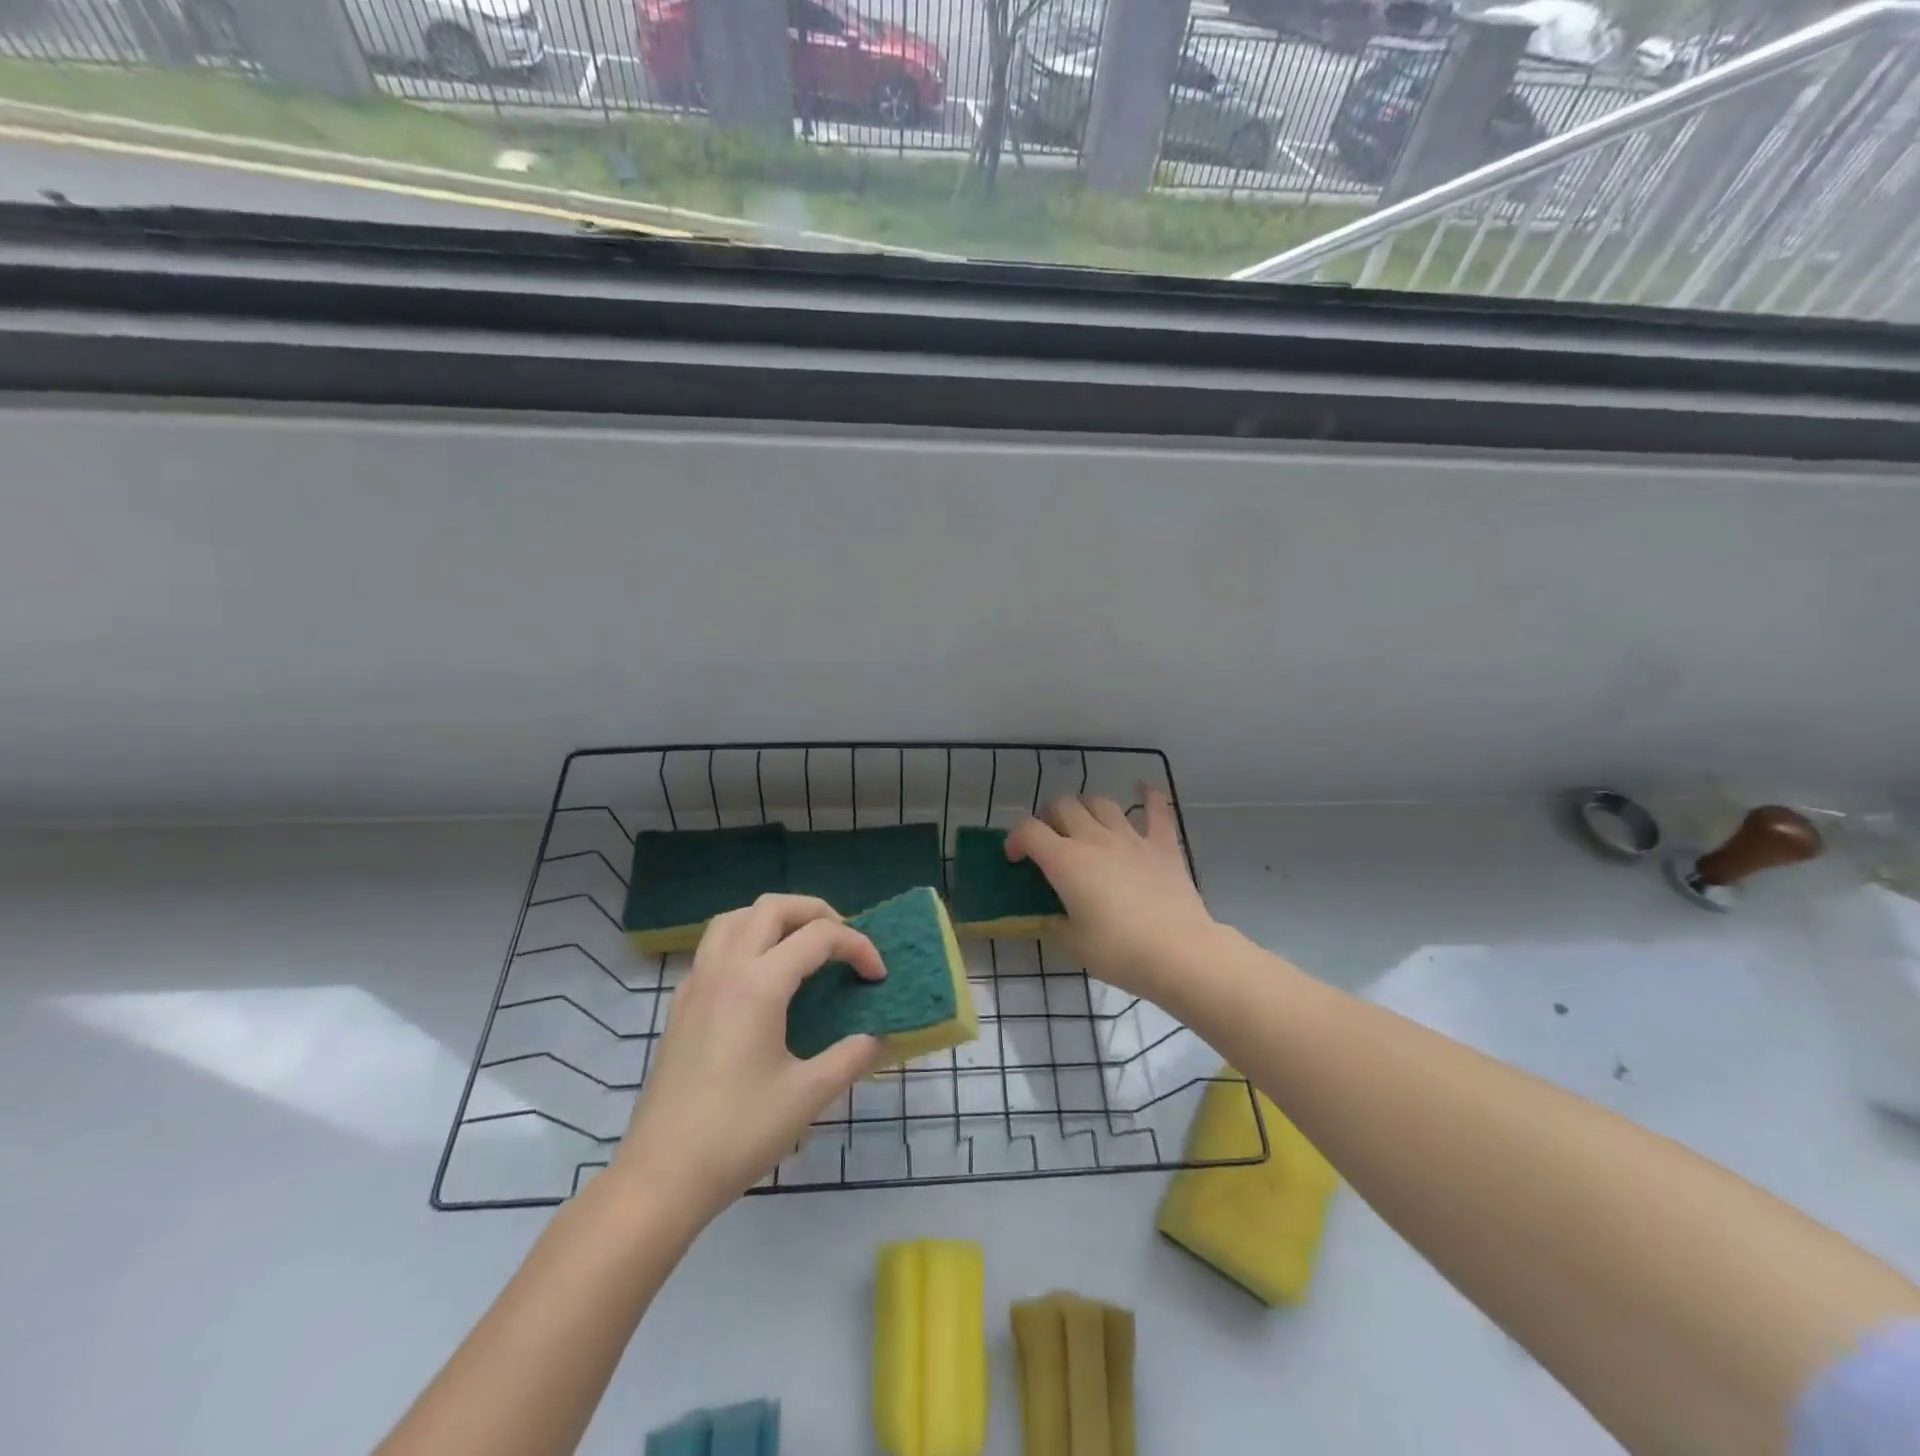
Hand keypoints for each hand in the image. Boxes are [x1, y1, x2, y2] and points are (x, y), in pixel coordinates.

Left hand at [613, 895, 885, 1223]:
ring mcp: (696, 984)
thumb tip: (878, 1036)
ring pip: (736, 918)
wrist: (660, 1177)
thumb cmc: (738, 1134)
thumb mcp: (807, 1096)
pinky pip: (715, 946)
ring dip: (775, 919)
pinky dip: (747, 940)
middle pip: (773, 907)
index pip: (819, 937)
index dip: (858, 947)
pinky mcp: (681, 1004)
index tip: (878, 976)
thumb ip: (850, 1057)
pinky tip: (762, 979)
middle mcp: (724, 969)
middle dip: (816, 912)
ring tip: (801, 946)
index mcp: (758, 984)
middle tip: (843, 941)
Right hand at [1006, 788, 1219, 1002]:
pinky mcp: (1162, 845)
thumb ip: (1055, 923)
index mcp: (1065, 861)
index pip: (1029, 831)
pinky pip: (1157, 811)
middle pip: (1063, 805)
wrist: (1179, 953)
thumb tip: (1052, 916)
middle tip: (1050, 839)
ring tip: (1085, 823)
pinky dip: (1150, 797)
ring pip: (1101, 802)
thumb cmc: (1119, 952)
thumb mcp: (1074, 944)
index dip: (1015, 839)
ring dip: (1086, 807)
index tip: (1015, 859)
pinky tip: (1144, 788)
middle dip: (1049, 816)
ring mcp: (1131, 838)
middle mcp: (1094, 839)